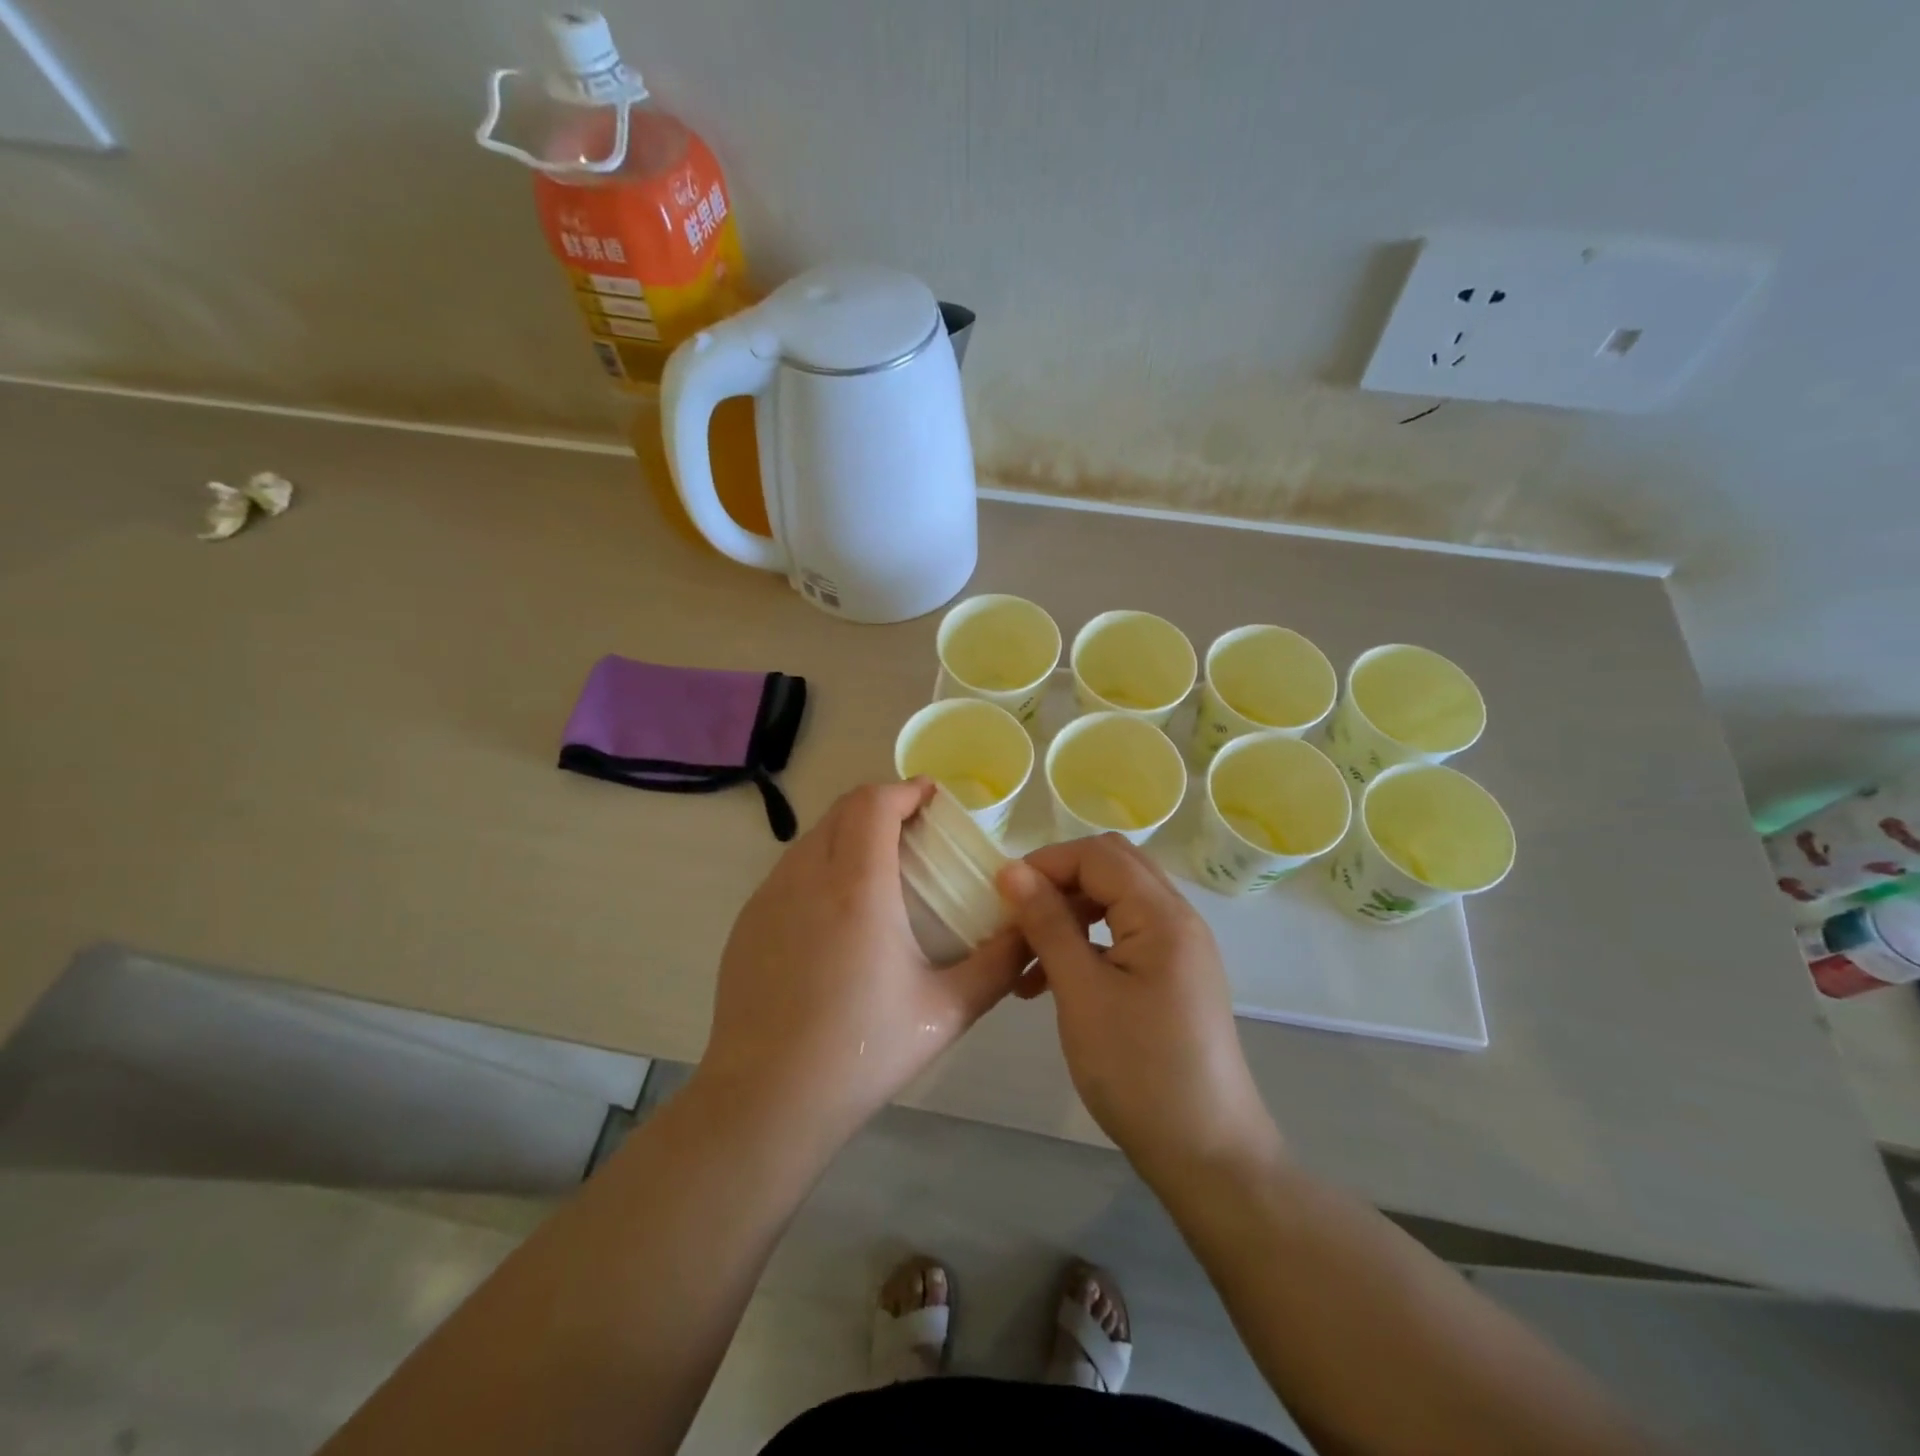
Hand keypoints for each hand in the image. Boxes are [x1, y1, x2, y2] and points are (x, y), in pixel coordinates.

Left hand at [698, 780, 1027, 1145]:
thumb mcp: (948, 1010)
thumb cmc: (863, 1051)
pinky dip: (819, 864)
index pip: (873, 803)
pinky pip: (788, 871)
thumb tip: (1031, 929)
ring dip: (848, 833)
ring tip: (878, 867)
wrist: (766, 1102)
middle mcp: (805, 877)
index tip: (932, 798)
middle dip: (880, 805)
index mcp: (856, 886)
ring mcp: (767, 898)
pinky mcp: (746, 923)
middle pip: (841, 809)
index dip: (905, 788)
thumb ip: (999, 964)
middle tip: (914, 830)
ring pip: (811, 838)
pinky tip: (835, 913)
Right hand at [997, 834, 1282, 1182]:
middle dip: (1058, 882)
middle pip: (1111, 868)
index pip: (1097, 855)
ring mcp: (1179, 948)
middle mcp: (1178, 918)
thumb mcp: (1081, 993)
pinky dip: (1086, 943)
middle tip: (1016, 916)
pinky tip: (1051, 982)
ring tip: (1025, 959)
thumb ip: (1048, 924)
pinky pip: (1124, 936)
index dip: (1045, 863)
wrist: (1207, 1155)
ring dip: (1069, 914)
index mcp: (1162, 915)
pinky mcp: (1173, 976)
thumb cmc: (1139, 1071)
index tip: (1001, 895)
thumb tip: (1011, 870)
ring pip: (1115, 901)